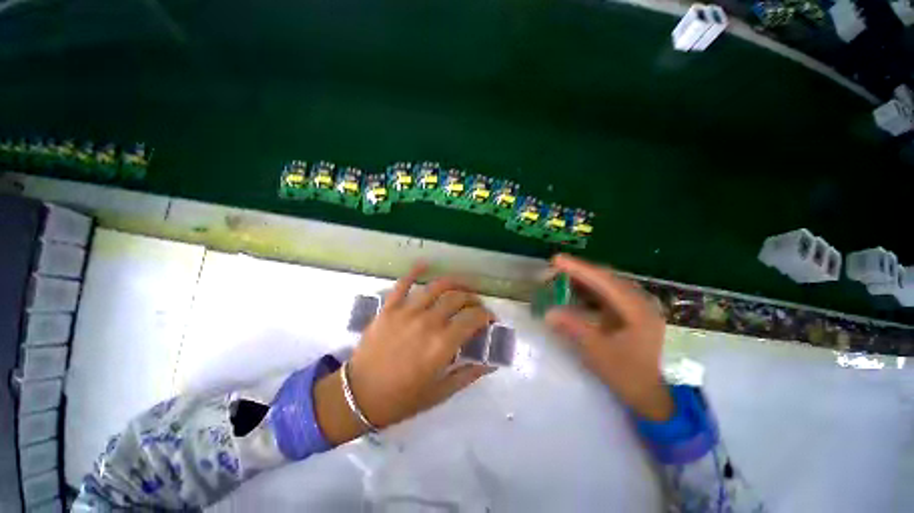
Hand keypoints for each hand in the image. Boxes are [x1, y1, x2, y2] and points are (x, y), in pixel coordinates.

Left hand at [315, 264, 493, 443]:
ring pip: (437, 287)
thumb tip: (491, 362)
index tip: (490, 319)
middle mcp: (428, 322)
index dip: (487, 315)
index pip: (473, 319)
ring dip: (454, 283)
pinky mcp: (389, 308)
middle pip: (458, 298)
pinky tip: (426, 264)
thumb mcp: (440, 392)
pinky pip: (403, 283)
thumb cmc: (401, 399)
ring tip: (462, 286)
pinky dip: (416, 271)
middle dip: (473, 299)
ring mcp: (407, 312)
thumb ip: (468, 375)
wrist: (357, 396)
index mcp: (442, 345)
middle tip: (476, 305)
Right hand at [544, 254, 673, 421]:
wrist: (651, 394)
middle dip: (579, 271)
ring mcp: (636, 306)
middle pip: (605, 277)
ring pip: (605, 284)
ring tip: (560, 277)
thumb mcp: (598, 352)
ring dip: (583, 279)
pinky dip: (588, 291)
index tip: (556, 260)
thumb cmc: (628, 374)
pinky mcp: (629, 313)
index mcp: (636, 308)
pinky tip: (575, 292)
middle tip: (554, 268)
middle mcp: (639, 301)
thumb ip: (574, 328)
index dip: (578, 268)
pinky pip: (606, 294)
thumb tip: (548, 312)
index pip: (604, 280)